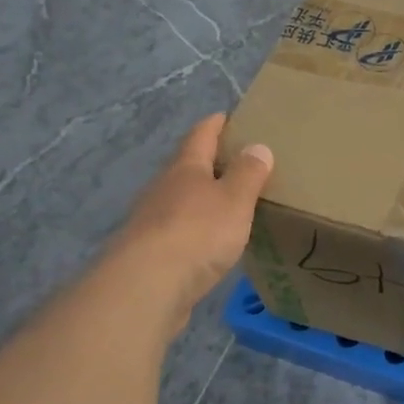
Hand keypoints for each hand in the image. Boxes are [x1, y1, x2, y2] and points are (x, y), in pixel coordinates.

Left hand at [110, 114, 272, 328]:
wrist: (146, 288)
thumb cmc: (197, 233)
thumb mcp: (234, 199)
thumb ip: (248, 174)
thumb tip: (258, 147)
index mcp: (185, 169)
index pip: (200, 136)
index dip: (215, 125)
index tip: (227, 116)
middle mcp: (163, 190)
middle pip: (187, 168)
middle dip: (209, 163)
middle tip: (237, 163)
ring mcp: (151, 223)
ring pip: (180, 201)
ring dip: (201, 199)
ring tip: (228, 204)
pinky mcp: (150, 255)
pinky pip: (178, 233)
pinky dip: (195, 230)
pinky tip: (209, 242)